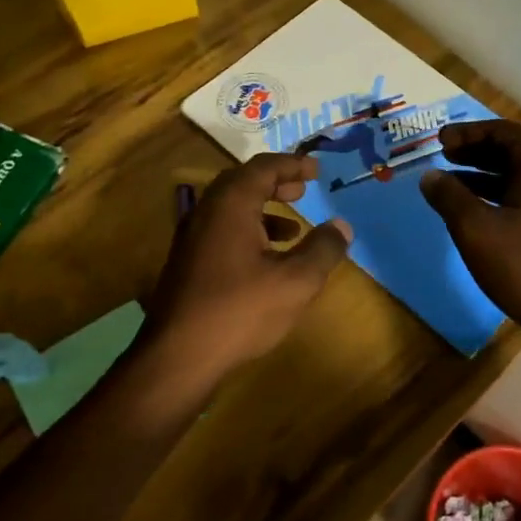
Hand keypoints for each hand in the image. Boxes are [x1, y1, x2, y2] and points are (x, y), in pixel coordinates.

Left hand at [144, 153, 352, 385]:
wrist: (178, 356)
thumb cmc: (240, 311)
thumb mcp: (295, 282)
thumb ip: (323, 249)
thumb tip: (342, 226)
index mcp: (231, 205)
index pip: (263, 168)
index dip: (292, 165)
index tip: (316, 170)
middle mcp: (207, 212)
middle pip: (242, 182)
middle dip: (275, 183)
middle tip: (302, 189)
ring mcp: (192, 237)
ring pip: (230, 208)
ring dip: (262, 209)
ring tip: (293, 228)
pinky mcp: (187, 262)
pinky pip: (221, 230)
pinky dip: (248, 230)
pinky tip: (267, 260)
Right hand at [419, 120, 520, 335]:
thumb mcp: (476, 230)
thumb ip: (449, 197)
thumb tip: (430, 176)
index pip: (503, 132)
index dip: (467, 133)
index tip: (438, 141)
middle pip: (514, 153)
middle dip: (475, 154)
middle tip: (443, 159)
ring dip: (485, 179)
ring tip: (452, 188)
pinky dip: (501, 201)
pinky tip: (479, 219)